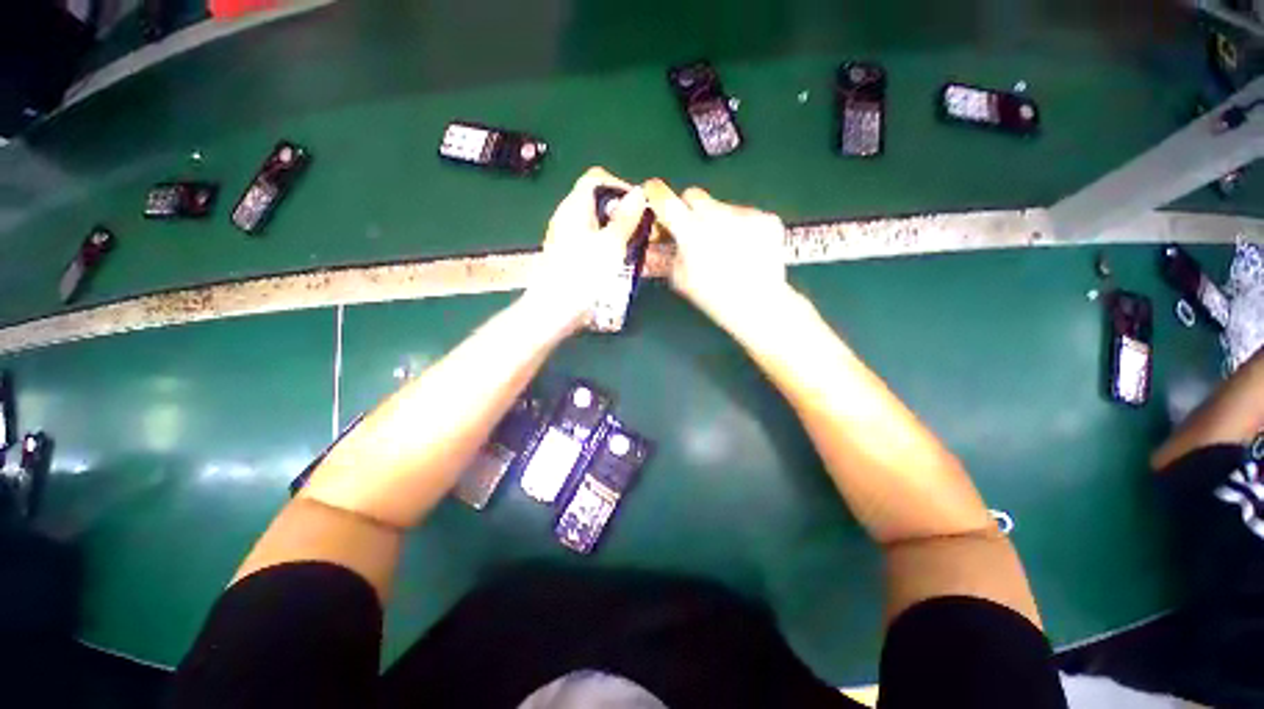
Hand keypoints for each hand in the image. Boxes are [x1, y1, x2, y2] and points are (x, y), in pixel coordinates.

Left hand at [526, 167, 648, 332]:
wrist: (554, 310)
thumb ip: (626, 218)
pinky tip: (618, 261)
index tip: (640, 206)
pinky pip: (592, 240)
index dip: (620, 186)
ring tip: (634, 246)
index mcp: (574, 207)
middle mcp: (567, 217)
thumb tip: (639, 193)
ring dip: (617, 230)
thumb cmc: (583, 275)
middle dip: (622, 211)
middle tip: (641, 229)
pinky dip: (607, 244)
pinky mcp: (568, 255)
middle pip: (597, 201)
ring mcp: (566, 237)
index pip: (596, 178)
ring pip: (596, 222)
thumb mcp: (611, 244)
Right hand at [644, 180, 790, 327]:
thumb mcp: (680, 279)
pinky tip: (747, 250)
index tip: (653, 193)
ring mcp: (745, 213)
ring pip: (722, 207)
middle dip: (688, 210)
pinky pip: (746, 216)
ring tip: (727, 250)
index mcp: (690, 230)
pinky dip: (743, 229)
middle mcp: (717, 214)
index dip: (655, 193)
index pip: (664, 198)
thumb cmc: (713, 297)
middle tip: (693, 232)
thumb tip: (663, 239)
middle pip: (694, 195)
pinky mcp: (766, 218)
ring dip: (718, 222)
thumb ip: (669, 254)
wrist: (759, 305)